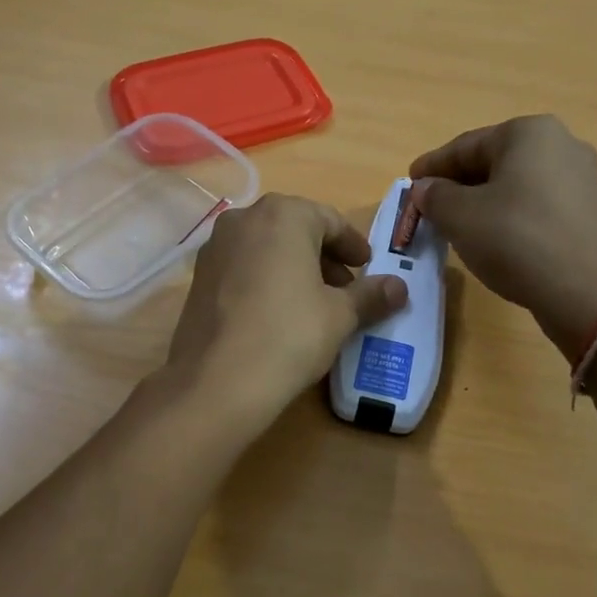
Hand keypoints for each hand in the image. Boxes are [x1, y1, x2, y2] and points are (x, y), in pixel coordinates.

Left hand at [163, 193, 406, 425]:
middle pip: (294, 229)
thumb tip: (399, 287)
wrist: (218, 381)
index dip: (353, 245)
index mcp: (283, 215)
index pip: (330, 220)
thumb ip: (370, 295)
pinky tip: (276, 313)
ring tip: (313, 303)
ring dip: (293, 267)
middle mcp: (243, 220)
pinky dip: (264, 279)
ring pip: (265, 248)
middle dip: (323, 255)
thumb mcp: (339, 315)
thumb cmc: (289, 335)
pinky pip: (241, 268)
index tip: (367, 266)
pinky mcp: (197, 278)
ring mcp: (214, 248)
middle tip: (344, 287)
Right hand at [410, 115, 596, 357]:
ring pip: (515, 183)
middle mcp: (561, 143)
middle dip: (458, 183)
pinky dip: (508, 213)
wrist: (583, 291)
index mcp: (528, 133)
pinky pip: (536, 203)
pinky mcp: (587, 210)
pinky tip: (492, 236)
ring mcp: (580, 177)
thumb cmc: (515, 240)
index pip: (466, 146)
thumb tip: (424, 189)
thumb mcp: (459, 216)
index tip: (409, 183)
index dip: (432, 166)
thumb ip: (434, 196)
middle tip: (429, 205)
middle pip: (493, 161)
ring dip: (482, 200)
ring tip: (456, 223)